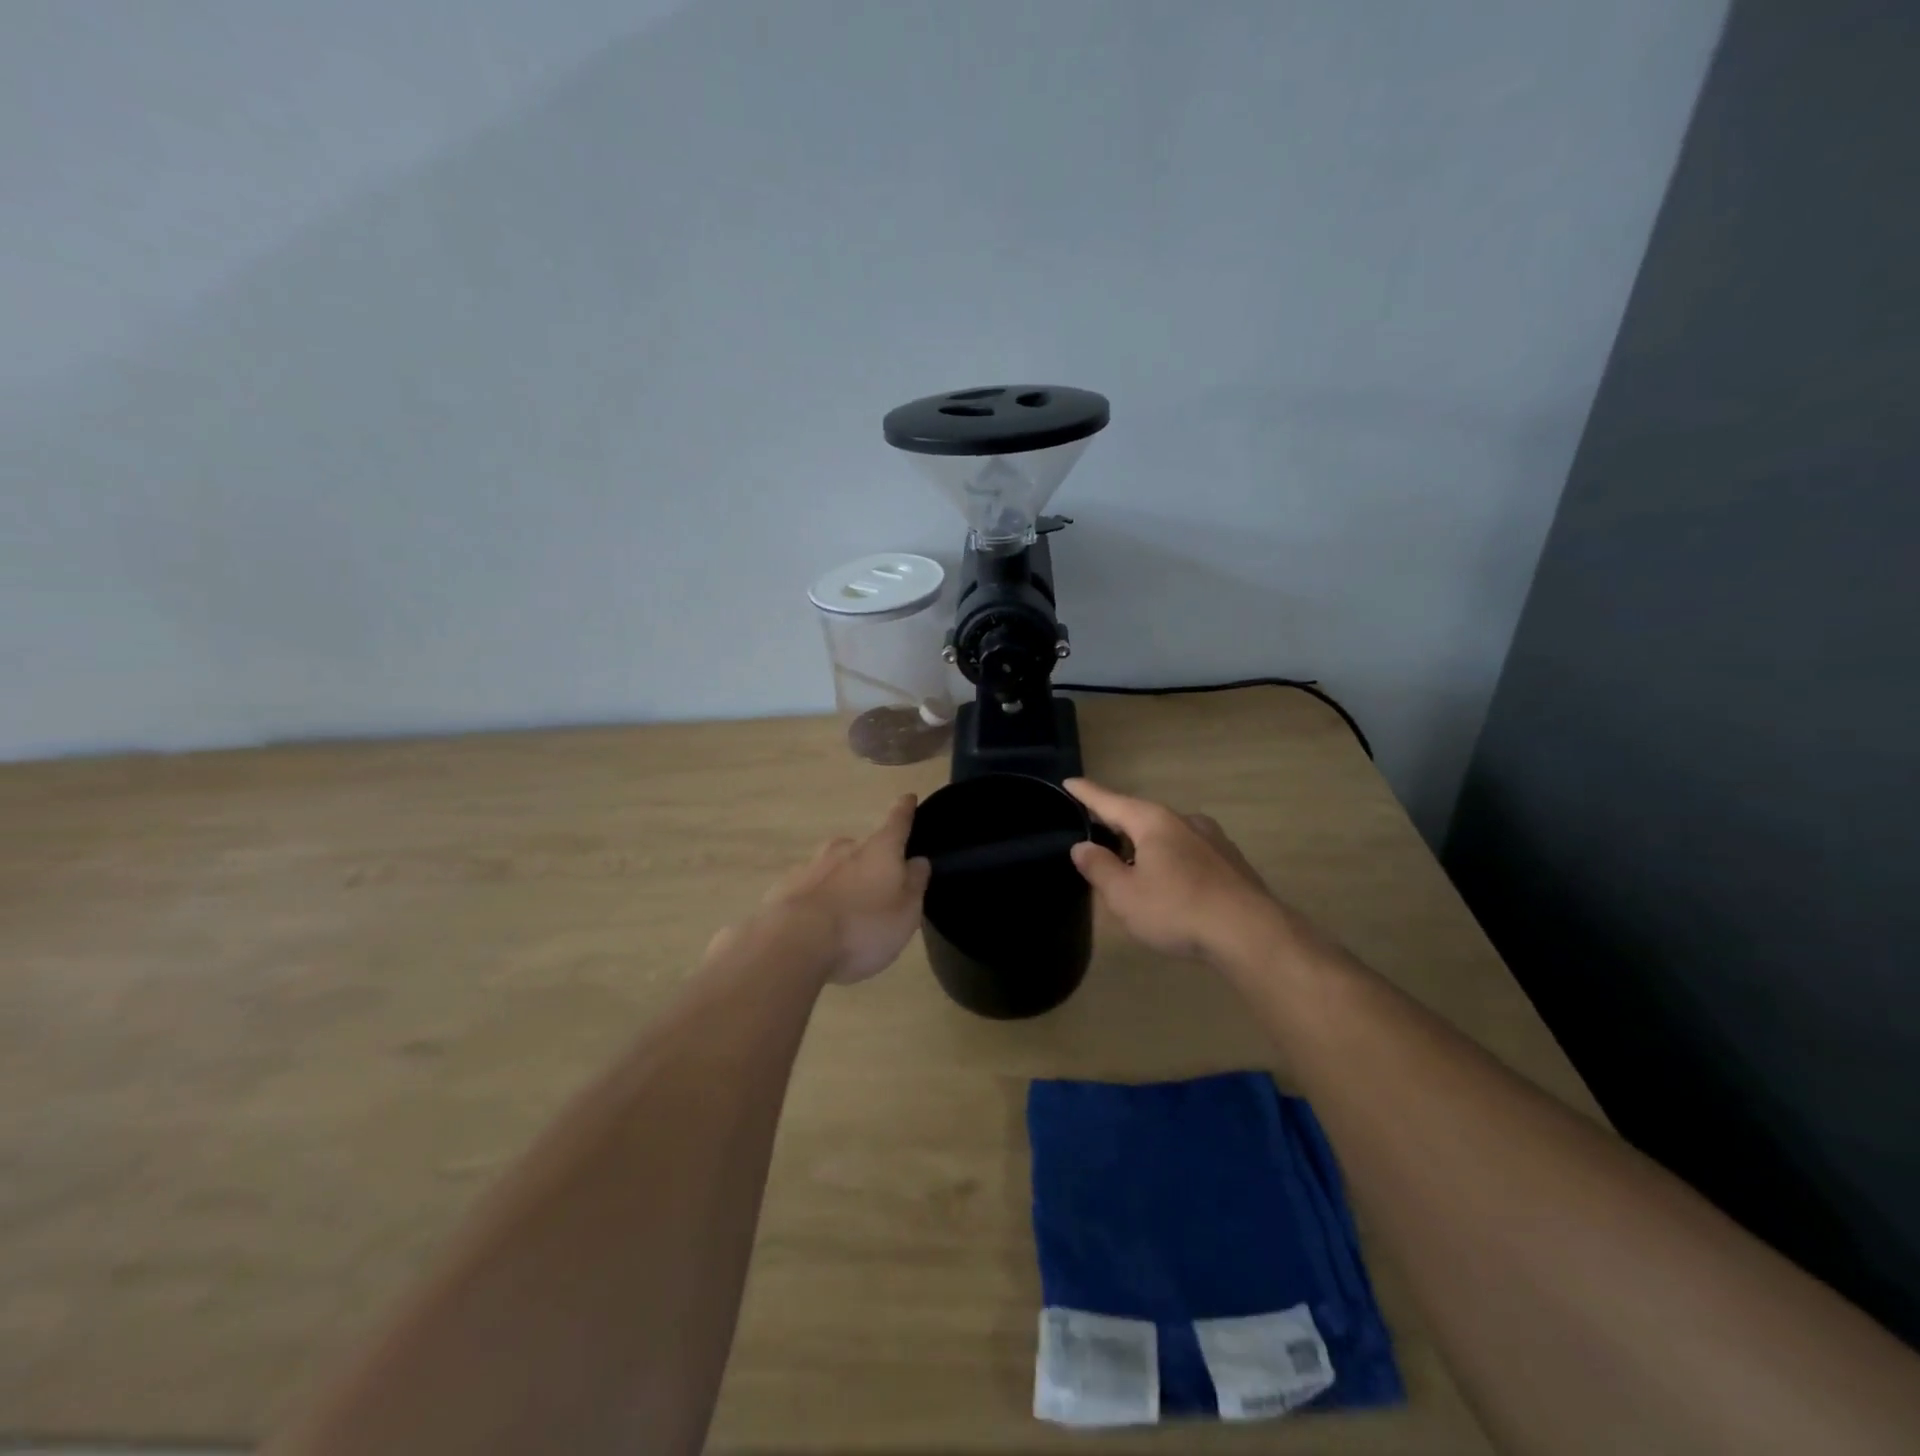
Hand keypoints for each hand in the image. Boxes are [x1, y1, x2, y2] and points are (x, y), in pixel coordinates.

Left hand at [753, 794, 931, 984]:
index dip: (905, 809)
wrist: (794, 942)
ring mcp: (811, 864)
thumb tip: (917, 860)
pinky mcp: (786, 887)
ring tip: (847, 912)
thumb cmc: (863, 926)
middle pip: (863, 847)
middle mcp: (844, 847)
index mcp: (879, 849)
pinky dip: (818, 898)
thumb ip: (914, 883)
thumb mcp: (906, 911)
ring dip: (843, 880)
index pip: (897, 821)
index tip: (908, 797)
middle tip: (877, 887)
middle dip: (871, 861)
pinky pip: (810, 887)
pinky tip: (818, 923)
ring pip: (834, 866)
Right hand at [1065, 778, 1280, 965]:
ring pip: (1167, 836)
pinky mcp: (1231, 862)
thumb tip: (1081, 847)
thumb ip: (1099, 868)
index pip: (1110, 801)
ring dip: (1145, 845)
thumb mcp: (1125, 895)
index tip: (1069, 781)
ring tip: (1131, 865)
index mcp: (1153, 822)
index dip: (1087, 793)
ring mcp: (1212, 840)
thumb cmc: (1178, 909)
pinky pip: (1189, 853)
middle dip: (1117, 824)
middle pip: (1140, 817)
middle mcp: (1184, 821)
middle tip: (1094, 831)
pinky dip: (1170, 860)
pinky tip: (1169, 884)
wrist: (1251, 933)